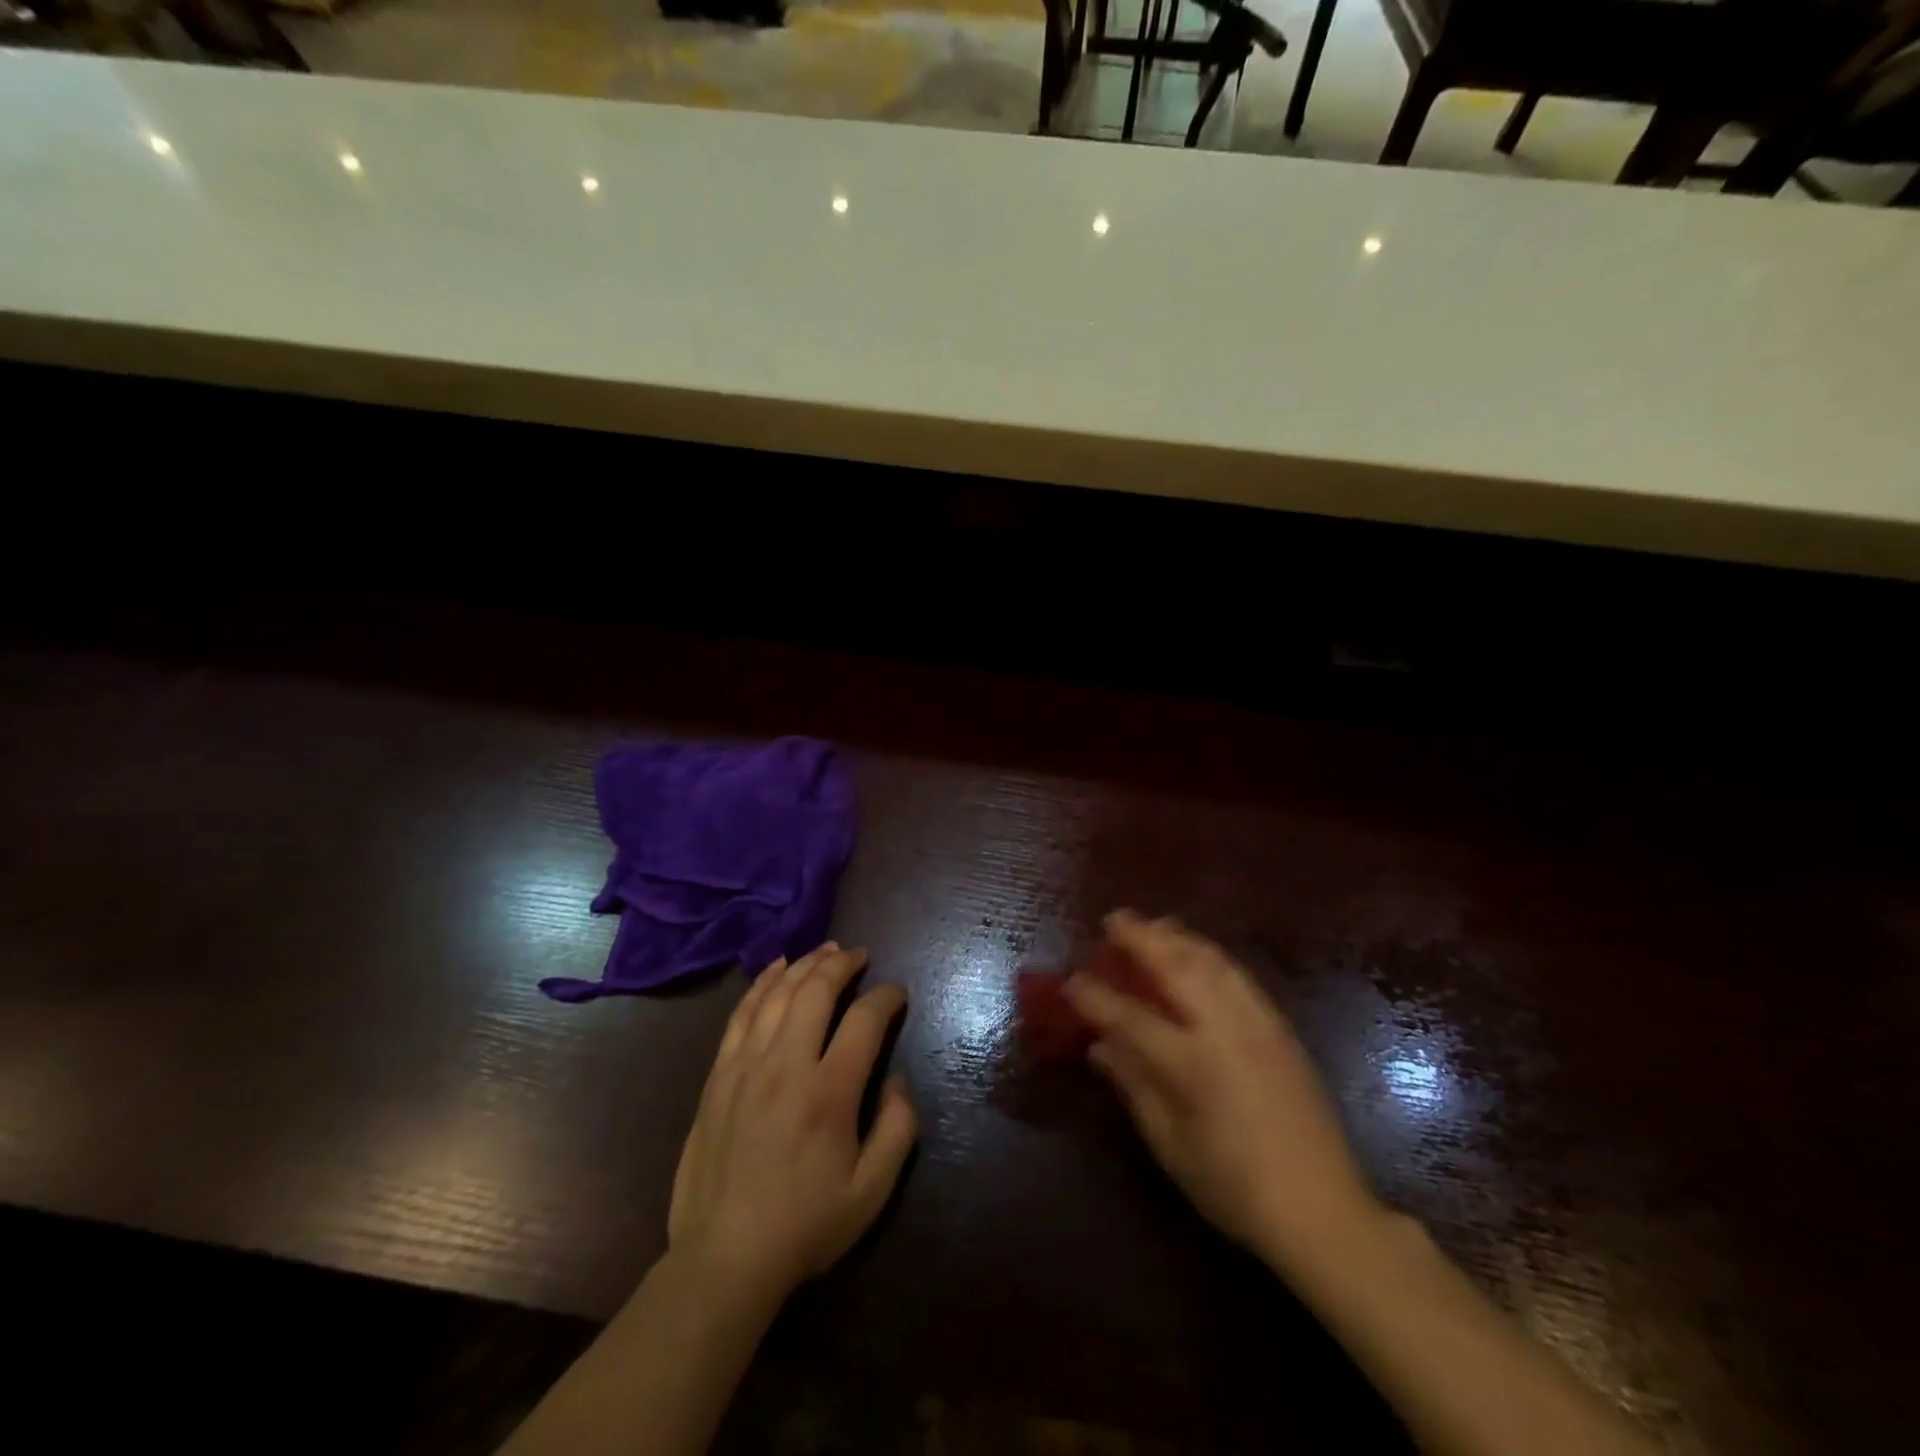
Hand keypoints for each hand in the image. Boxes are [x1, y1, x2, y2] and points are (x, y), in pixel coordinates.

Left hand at [669, 943, 916, 1302]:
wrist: (723, 1258)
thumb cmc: (805, 1226)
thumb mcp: (872, 1191)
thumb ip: (898, 1129)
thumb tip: (898, 1080)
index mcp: (830, 1093)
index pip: (864, 1020)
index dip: (886, 997)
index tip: (897, 994)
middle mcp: (787, 1065)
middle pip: (817, 990)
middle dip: (843, 963)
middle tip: (860, 955)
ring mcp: (746, 1066)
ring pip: (779, 994)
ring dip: (806, 964)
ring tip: (826, 950)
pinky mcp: (719, 1075)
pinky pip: (742, 1013)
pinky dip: (761, 983)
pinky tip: (777, 967)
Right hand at [1065, 911, 1380, 1268]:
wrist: (1323, 1210)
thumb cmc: (1234, 1187)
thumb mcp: (1170, 1145)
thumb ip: (1133, 1086)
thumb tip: (1099, 1047)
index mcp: (1191, 1063)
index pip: (1129, 1016)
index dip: (1094, 996)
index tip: (1070, 981)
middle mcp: (1224, 1029)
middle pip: (1176, 966)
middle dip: (1140, 937)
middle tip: (1113, 920)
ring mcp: (1257, 1023)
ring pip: (1211, 960)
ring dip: (1177, 937)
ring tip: (1153, 926)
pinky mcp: (1280, 1028)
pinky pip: (1238, 974)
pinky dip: (1209, 955)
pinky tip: (1198, 954)